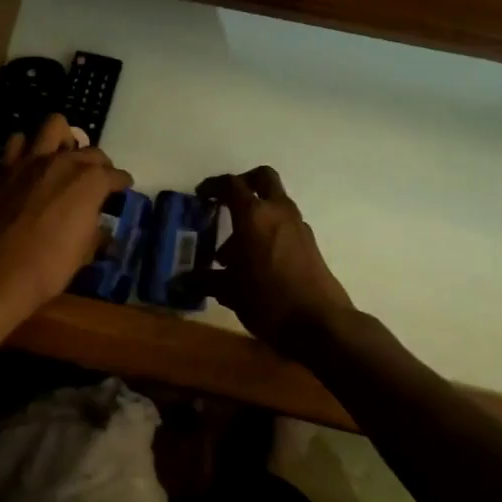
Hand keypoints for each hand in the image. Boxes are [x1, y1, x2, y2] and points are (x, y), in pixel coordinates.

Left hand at [0, 114, 131, 318]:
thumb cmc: (51, 265)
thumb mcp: (86, 252)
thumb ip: (96, 229)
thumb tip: (99, 225)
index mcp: (91, 181)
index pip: (116, 175)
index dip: (122, 183)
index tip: (123, 190)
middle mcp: (65, 161)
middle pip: (91, 151)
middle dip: (98, 164)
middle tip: (96, 182)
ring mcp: (33, 160)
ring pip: (55, 125)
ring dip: (63, 140)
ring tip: (63, 159)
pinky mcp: (7, 167)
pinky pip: (18, 142)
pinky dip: (27, 149)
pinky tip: (31, 166)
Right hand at [199, 166, 353, 346]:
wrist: (320, 323)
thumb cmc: (268, 300)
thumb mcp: (230, 291)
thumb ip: (206, 280)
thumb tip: (181, 281)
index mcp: (253, 215)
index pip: (231, 184)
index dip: (214, 185)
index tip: (202, 195)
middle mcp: (278, 212)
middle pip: (263, 178)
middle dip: (244, 183)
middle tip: (227, 202)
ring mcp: (298, 226)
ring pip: (275, 204)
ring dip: (256, 215)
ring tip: (234, 253)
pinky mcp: (310, 243)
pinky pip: (285, 225)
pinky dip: (269, 232)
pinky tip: (257, 264)